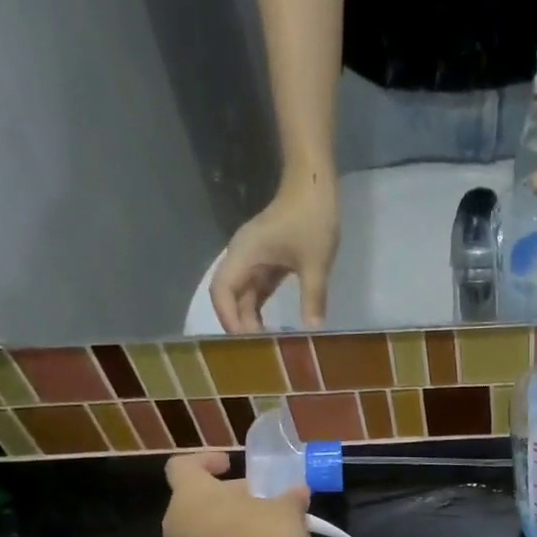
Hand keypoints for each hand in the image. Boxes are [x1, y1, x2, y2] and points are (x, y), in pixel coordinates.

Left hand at [164, 452, 311, 536]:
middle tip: (262, 500)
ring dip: (232, 524)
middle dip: (228, 497)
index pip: (182, 466)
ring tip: (267, 527)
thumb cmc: (264, 534)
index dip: (205, 461)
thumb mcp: (286, 510)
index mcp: (192, 493)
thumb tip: (299, 492)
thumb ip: (290, 498)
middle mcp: (179, 520)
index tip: (230, 465)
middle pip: (198, 499)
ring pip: (206, 528)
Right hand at [209, 179, 338, 332]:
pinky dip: (261, 307)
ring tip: (266, 345)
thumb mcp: (315, 263)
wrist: (313, 185)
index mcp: (244, 255)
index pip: (222, 292)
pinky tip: (274, 328)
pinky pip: (257, 289)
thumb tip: (313, 330)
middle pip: (230, 296)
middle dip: (240, 324)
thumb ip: (313, 298)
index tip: (246, 342)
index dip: (229, 318)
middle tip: (259, 352)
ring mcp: (254, 259)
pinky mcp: (267, 260)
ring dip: (251, 318)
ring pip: (244, 295)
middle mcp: (242, 258)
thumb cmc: (312, 219)